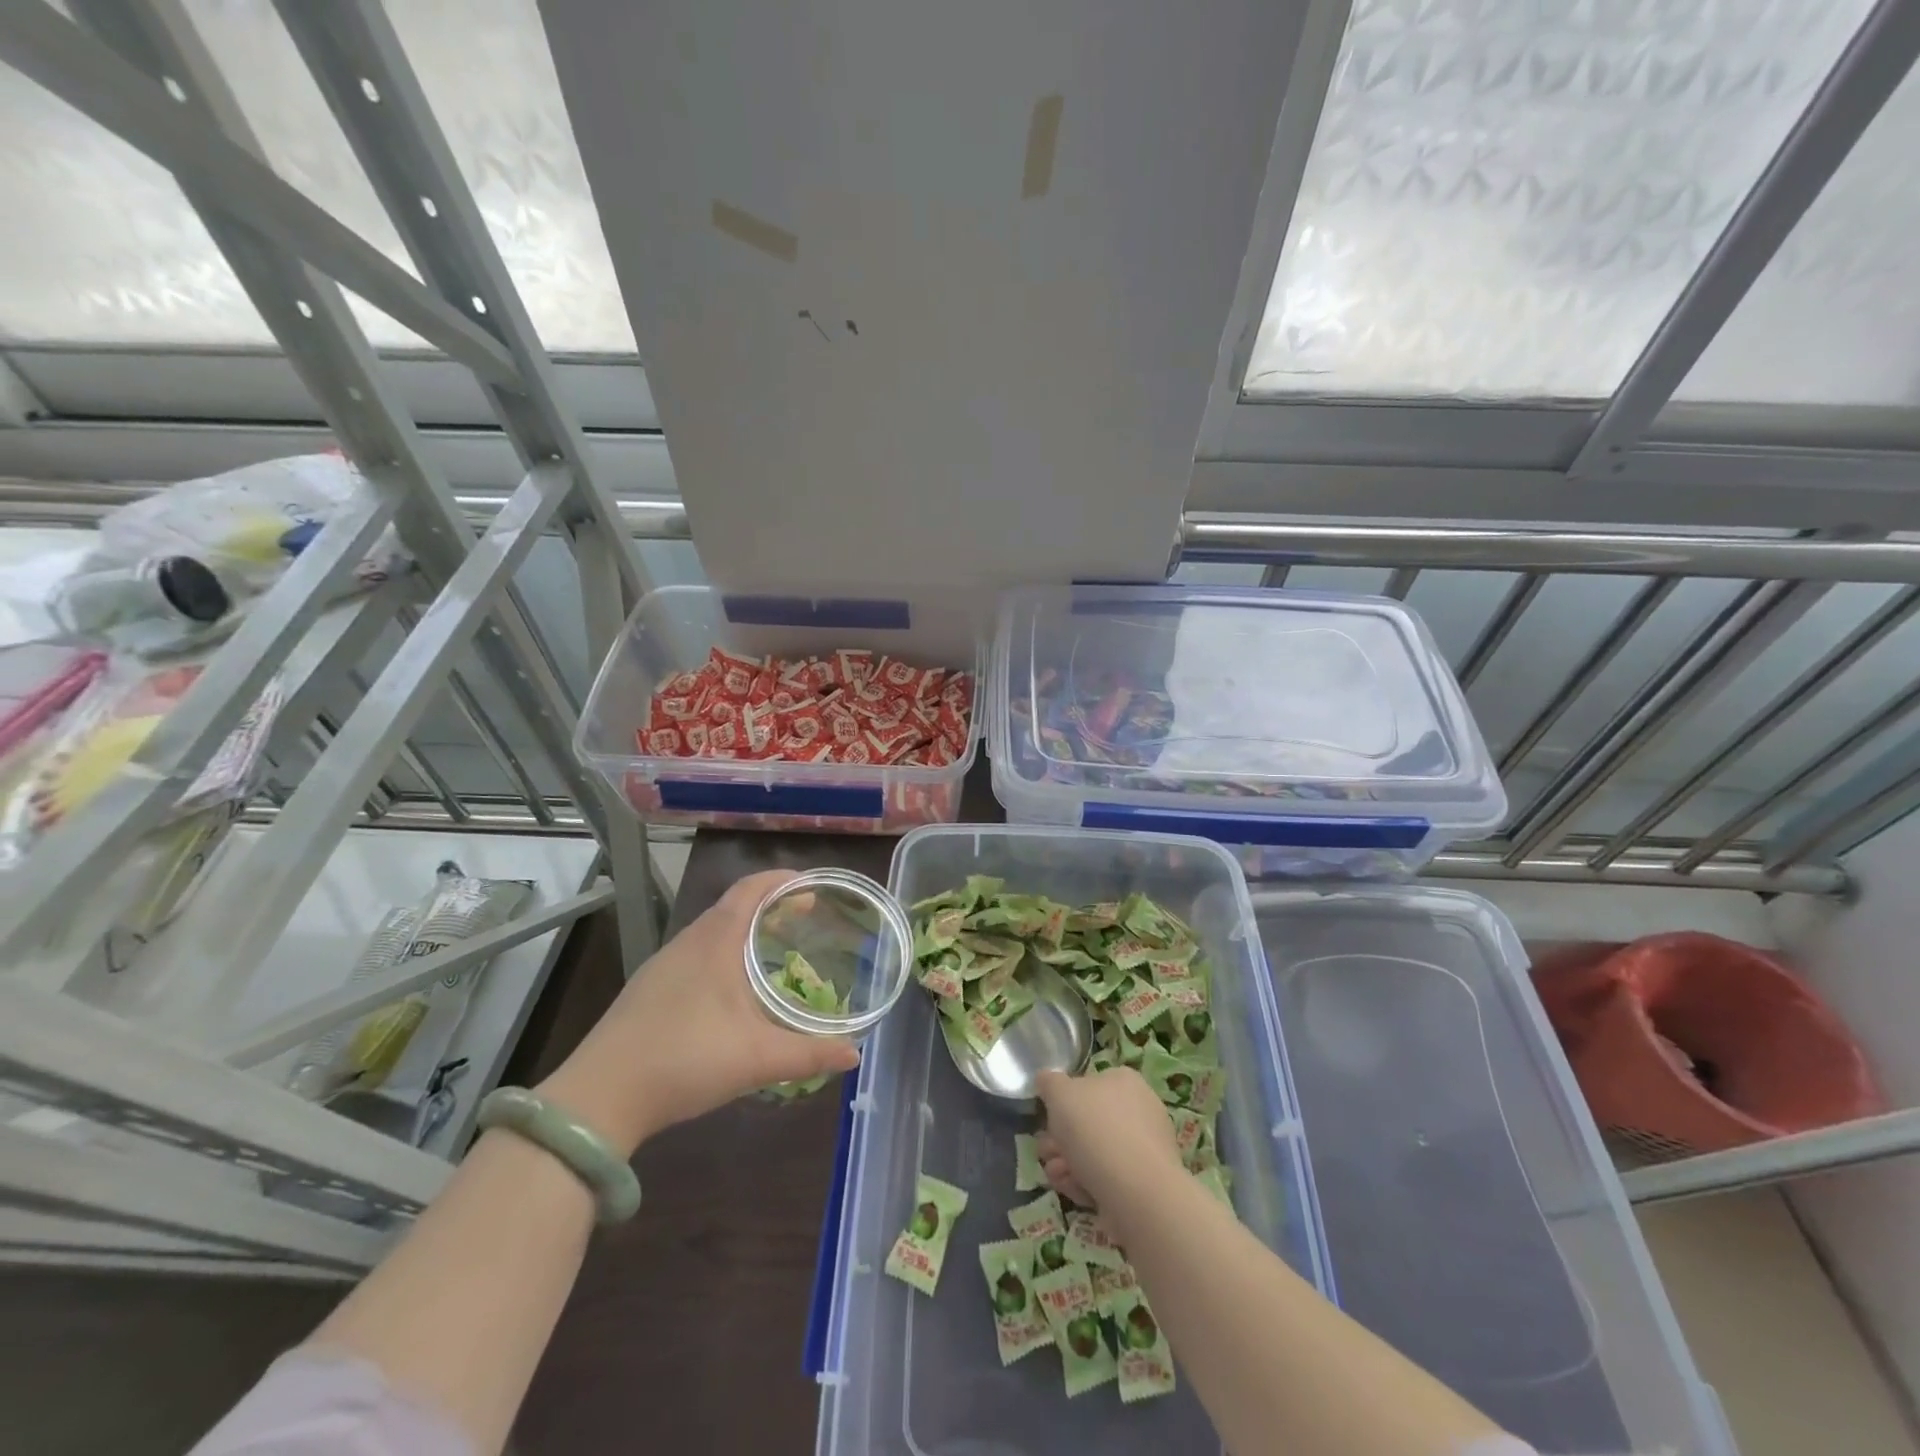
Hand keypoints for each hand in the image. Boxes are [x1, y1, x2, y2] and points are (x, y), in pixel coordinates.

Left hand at [537, 870, 858, 1153]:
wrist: (599, 1098)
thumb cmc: (685, 1059)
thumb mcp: (757, 1058)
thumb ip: (810, 1053)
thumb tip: (854, 1053)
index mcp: (716, 940)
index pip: (753, 888)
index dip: (784, 880)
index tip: (813, 887)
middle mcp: (688, 942)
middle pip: (734, 906)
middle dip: (772, 906)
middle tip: (806, 920)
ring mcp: (663, 966)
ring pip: (713, 932)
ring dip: (746, 932)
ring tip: (775, 952)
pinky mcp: (648, 991)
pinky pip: (696, 955)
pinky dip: (725, 955)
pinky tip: (734, 992)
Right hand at [1034, 1067, 1182, 1215]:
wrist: (1138, 1194)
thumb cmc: (1096, 1130)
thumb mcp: (1059, 1093)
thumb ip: (1049, 1082)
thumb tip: (1046, 1081)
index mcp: (1124, 1081)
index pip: (1088, 1084)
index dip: (1063, 1102)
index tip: (1048, 1119)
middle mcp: (1139, 1110)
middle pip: (1089, 1122)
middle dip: (1060, 1139)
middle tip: (1046, 1152)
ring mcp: (1144, 1149)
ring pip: (1095, 1152)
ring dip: (1067, 1163)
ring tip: (1056, 1175)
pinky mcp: (1144, 1184)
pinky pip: (1108, 1178)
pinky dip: (1087, 1183)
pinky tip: (1075, 1191)